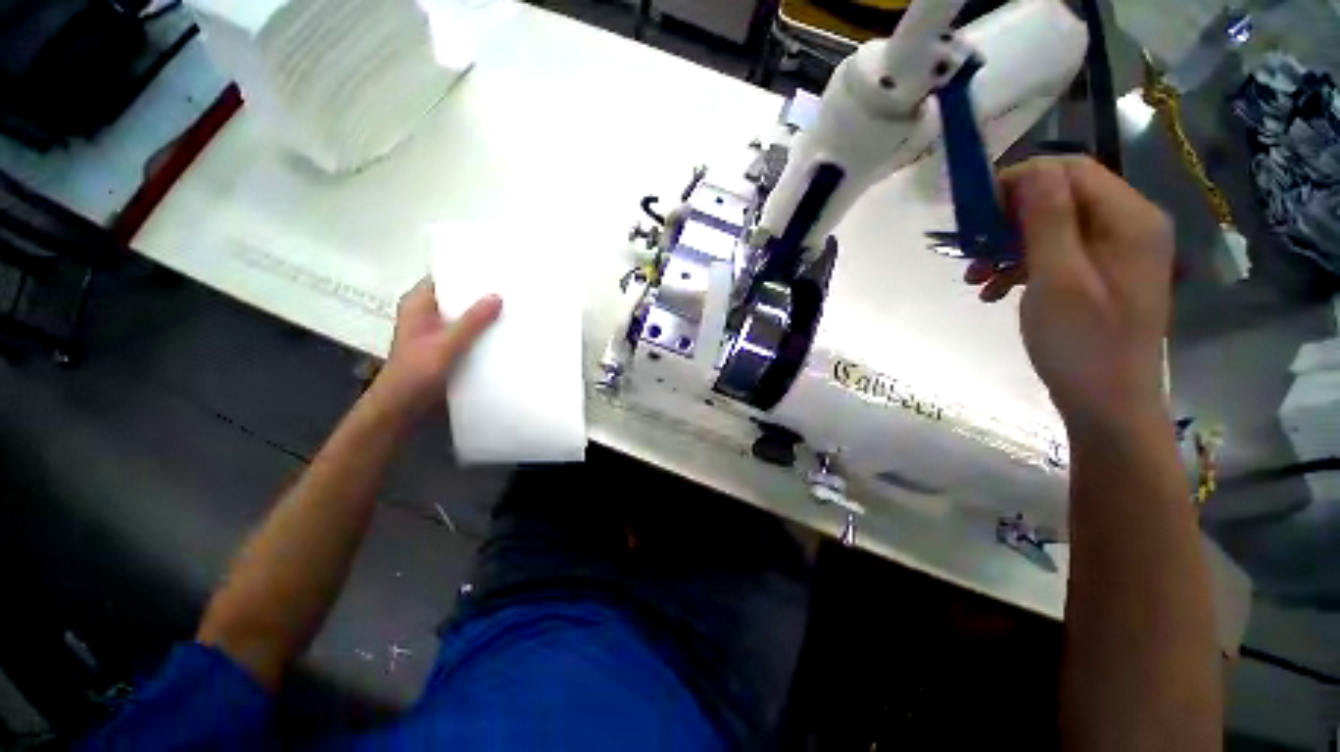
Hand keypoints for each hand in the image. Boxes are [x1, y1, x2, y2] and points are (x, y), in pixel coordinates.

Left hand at [371, 278, 500, 418]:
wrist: (403, 407)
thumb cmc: (416, 373)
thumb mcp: (445, 345)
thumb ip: (471, 322)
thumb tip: (497, 296)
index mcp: (418, 304)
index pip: (445, 277)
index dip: (468, 271)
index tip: (498, 269)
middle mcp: (428, 313)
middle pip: (458, 296)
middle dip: (482, 294)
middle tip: (513, 288)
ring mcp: (438, 330)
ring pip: (465, 315)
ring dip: (485, 314)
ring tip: (515, 306)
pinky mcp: (447, 346)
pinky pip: (469, 332)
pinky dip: (484, 331)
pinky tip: (505, 331)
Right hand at [965, 156, 1173, 426]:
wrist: (1107, 403)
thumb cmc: (1082, 344)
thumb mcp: (1057, 279)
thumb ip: (1048, 219)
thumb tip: (1030, 170)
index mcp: (1128, 220)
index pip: (1070, 171)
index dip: (1019, 181)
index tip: (974, 212)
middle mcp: (1128, 226)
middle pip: (1060, 197)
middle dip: (1008, 219)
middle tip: (970, 249)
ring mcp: (1116, 251)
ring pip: (1052, 226)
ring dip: (1008, 246)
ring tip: (974, 278)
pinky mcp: (1101, 274)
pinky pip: (1056, 253)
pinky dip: (1020, 266)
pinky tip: (993, 291)